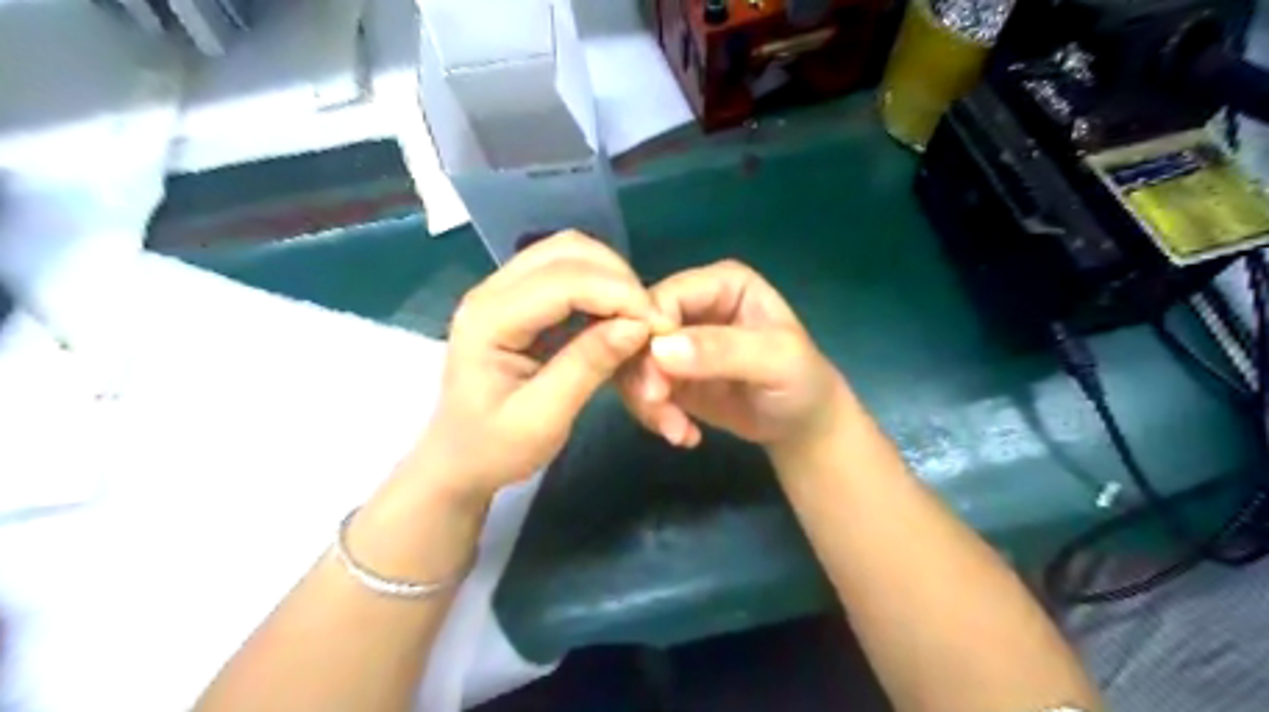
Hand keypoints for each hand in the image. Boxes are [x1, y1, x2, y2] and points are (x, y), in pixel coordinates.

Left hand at [416, 230, 673, 505]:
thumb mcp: (544, 419)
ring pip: (568, 253)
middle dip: (617, 277)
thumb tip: (637, 326)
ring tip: (635, 318)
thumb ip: (588, 366)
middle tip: (648, 320)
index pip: (563, 280)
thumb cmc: (494, 449)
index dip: (618, 294)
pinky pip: (566, 274)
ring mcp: (502, 291)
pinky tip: (615, 318)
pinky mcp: (518, 301)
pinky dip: (599, 287)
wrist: (457, 462)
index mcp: (489, 319)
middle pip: (566, 250)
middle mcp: (491, 291)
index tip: (658, 325)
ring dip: (610, 277)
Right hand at [617, 262, 844, 456]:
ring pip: (632, 361)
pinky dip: (653, 414)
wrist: (800, 424)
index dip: (649, 334)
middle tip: (663, 415)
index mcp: (720, 284)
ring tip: (677, 432)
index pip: (663, 297)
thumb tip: (660, 349)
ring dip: (646, 401)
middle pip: (638, 330)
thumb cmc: (800, 382)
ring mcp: (676, 339)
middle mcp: (692, 304)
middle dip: (644, 376)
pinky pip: (639, 387)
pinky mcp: (667, 372)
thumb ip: (724, 350)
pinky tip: (683, 434)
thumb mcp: (776, 361)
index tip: (656, 382)